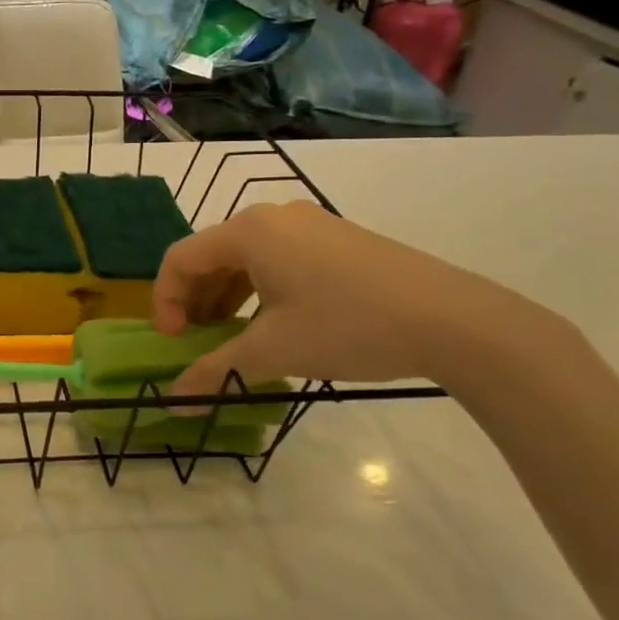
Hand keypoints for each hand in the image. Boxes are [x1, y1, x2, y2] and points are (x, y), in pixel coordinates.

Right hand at [152, 200, 554, 399]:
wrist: (453, 320)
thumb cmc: (347, 326)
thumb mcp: (272, 351)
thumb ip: (214, 371)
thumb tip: (173, 402)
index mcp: (248, 231)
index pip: (179, 258)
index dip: (164, 301)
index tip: (173, 342)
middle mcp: (273, 217)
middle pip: (210, 254)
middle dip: (194, 300)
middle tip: (197, 342)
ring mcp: (310, 224)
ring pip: (245, 258)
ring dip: (226, 297)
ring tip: (233, 337)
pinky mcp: (337, 239)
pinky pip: (278, 259)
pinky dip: (259, 289)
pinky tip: (274, 323)